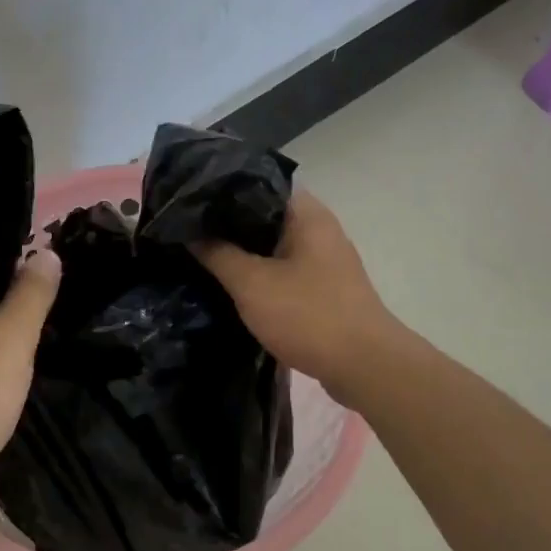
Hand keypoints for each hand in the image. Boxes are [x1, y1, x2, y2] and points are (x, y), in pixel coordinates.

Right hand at [192, 189, 401, 405]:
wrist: (363, 366)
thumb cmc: (308, 316)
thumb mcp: (252, 284)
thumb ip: (218, 254)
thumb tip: (189, 230)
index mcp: (307, 215)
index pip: (259, 184)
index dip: (222, 190)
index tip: (189, 200)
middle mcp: (320, 230)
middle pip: (265, 216)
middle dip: (228, 225)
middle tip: (186, 231)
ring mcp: (325, 262)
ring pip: (274, 247)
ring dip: (243, 254)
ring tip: (201, 257)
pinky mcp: (324, 290)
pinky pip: (284, 273)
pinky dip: (260, 277)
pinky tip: (232, 288)